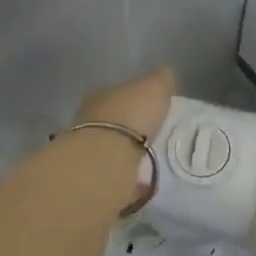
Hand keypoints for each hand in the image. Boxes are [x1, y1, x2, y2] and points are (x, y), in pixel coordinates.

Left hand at [72, 68, 175, 213]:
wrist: (106, 158)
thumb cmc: (131, 114)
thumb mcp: (154, 87)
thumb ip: (161, 80)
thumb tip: (166, 74)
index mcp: (102, 94)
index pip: (120, 91)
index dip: (136, 97)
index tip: (153, 106)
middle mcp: (90, 119)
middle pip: (113, 120)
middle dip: (130, 126)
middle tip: (153, 133)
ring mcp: (89, 149)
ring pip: (112, 146)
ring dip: (128, 151)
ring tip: (152, 158)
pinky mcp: (94, 176)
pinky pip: (117, 173)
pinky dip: (130, 177)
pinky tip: (145, 181)